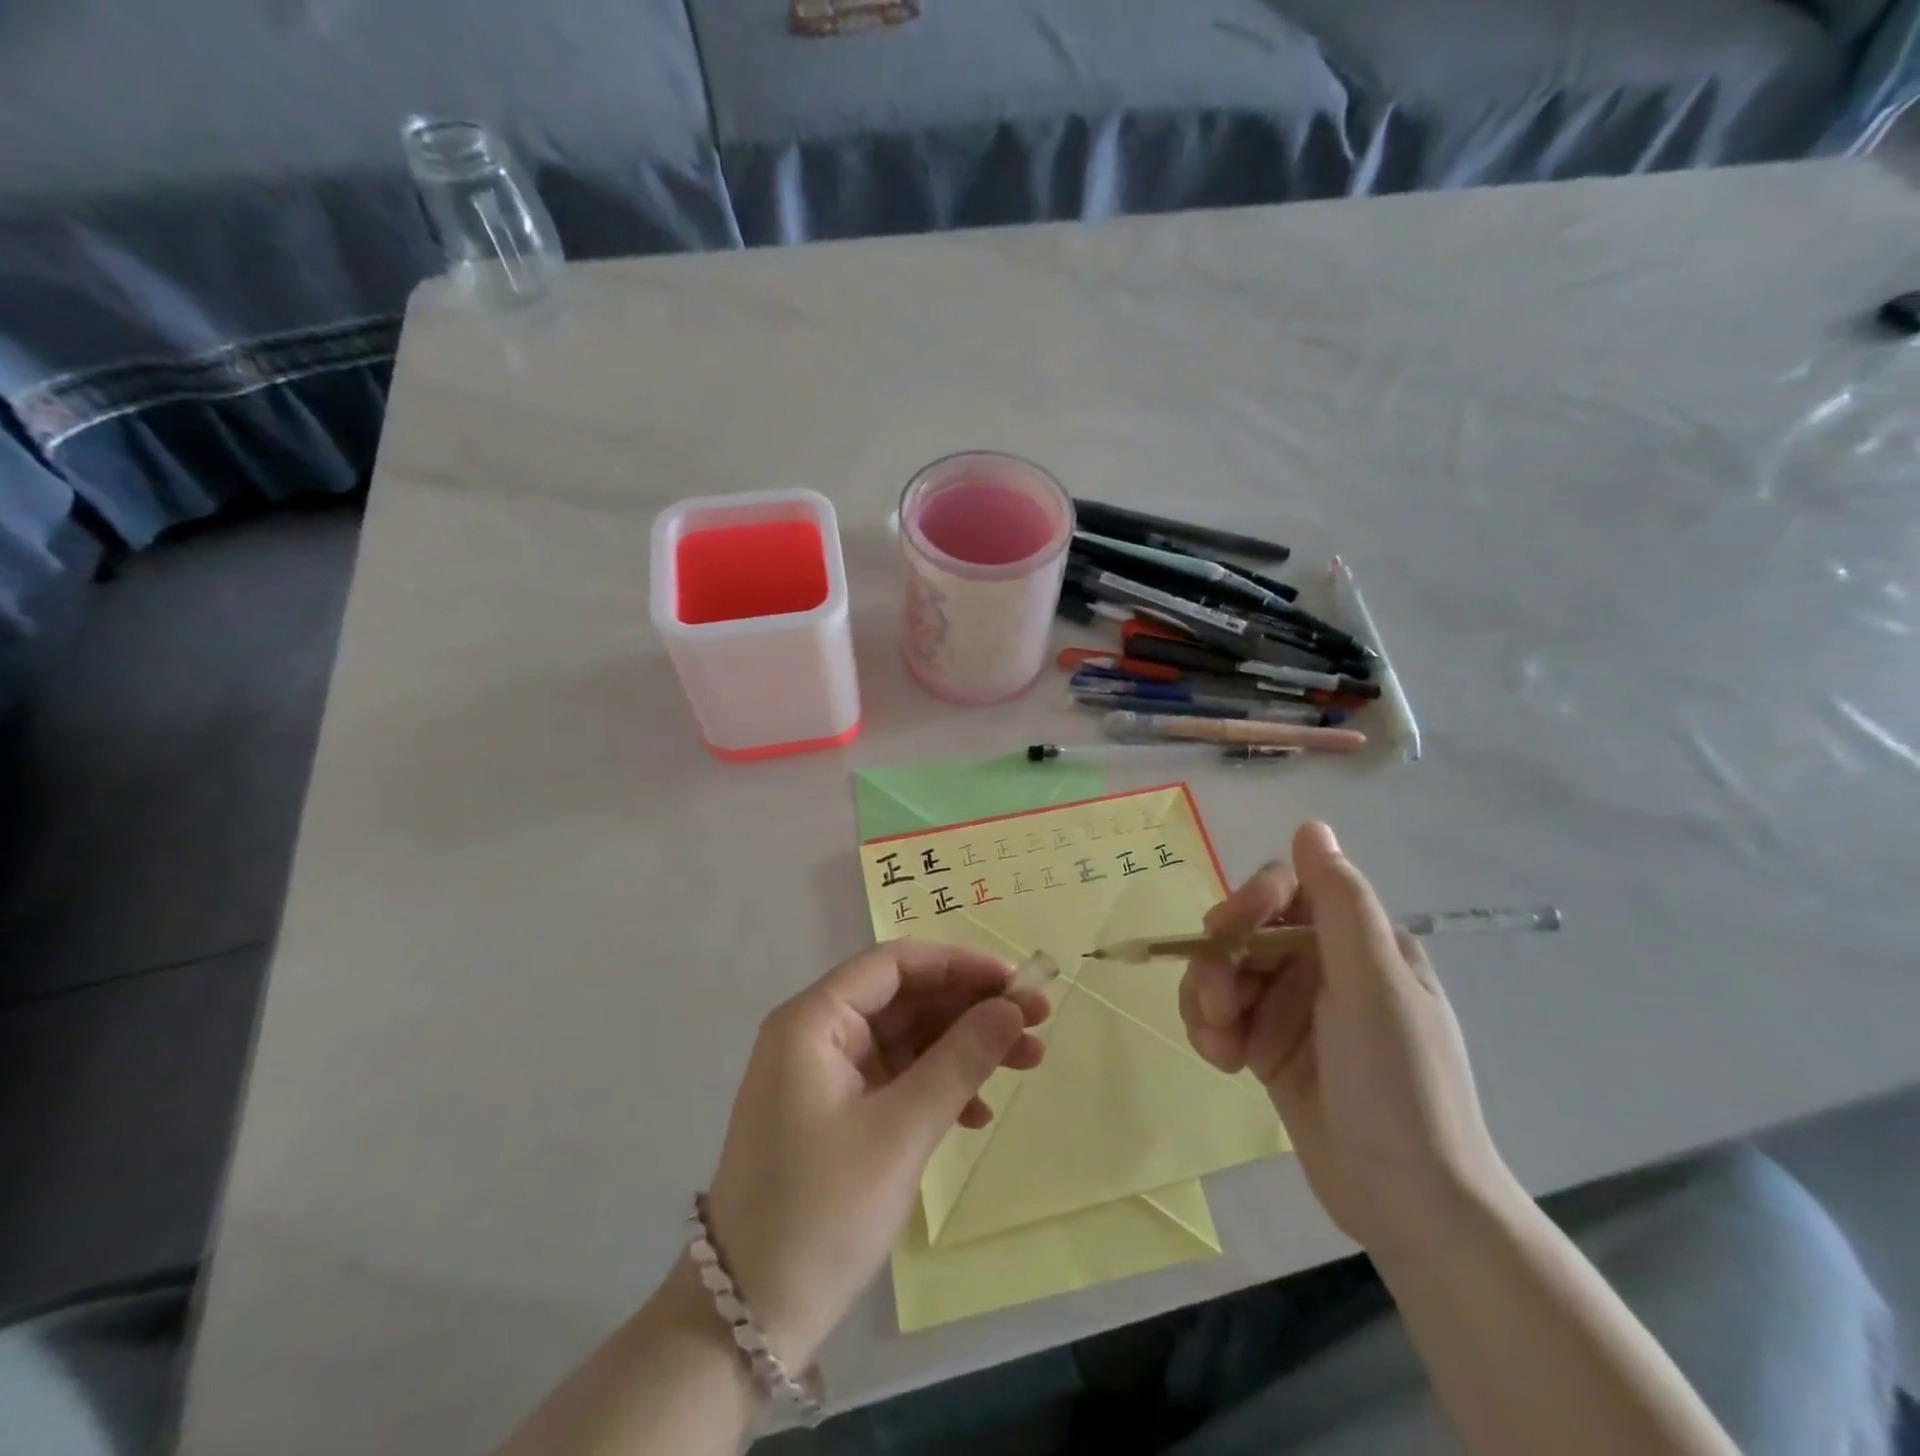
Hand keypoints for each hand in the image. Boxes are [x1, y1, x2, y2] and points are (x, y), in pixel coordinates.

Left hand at [704, 941, 1046, 1367]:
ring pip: (907, 1039)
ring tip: (1028, 1062)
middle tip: (1037, 1023)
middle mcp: (816, 1035)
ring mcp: (824, 1075)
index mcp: (814, 1020)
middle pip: (905, 999)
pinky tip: (977, 1113)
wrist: (750, 1319)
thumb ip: (961, 1060)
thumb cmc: (822, 1210)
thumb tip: (1012, 1007)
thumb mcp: (901, 1130)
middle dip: (971, 1009)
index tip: (1016, 981)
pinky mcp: (835, 1113)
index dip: (959, 965)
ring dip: (964, 1048)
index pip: (895, 964)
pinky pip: (896, 1078)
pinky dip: (938, 1086)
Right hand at [1179, 823, 1513, 1254]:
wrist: (1408, 1204)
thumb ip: (1341, 904)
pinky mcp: (1270, 1046)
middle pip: (1245, 932)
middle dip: (1219, 963)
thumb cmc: (1400, 1085)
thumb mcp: (1375, 987)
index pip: (1286, 889)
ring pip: (1224, 973)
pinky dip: (1210, 1030)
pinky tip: (1221, 1060)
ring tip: (1217, 1044)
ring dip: (1207, 1000)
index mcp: (1358, 941)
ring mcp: (1294, 1007)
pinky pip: (1221, 1015)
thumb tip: (1312, 825)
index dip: (1249, 902)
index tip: (1224, 932)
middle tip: (1213, 1006)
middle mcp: (1323, 964)